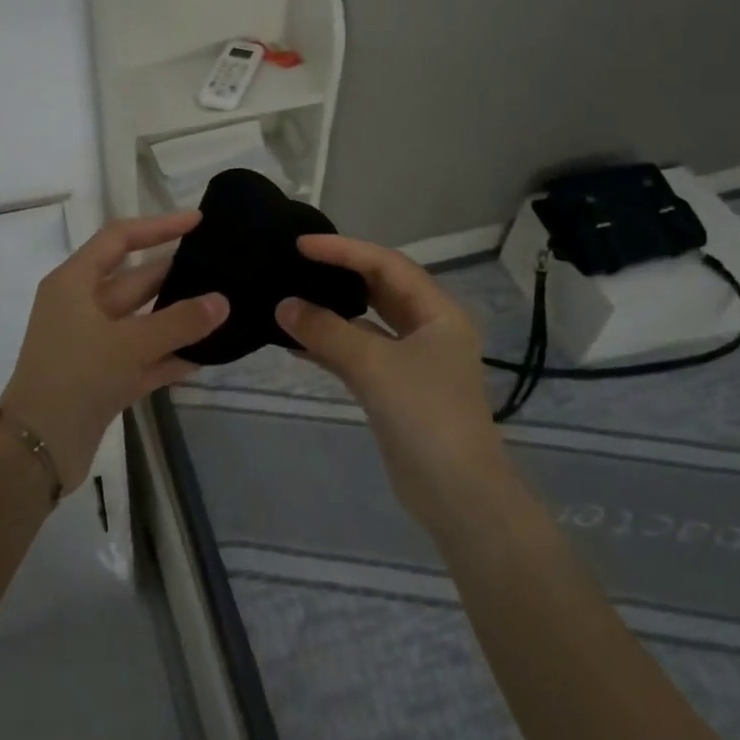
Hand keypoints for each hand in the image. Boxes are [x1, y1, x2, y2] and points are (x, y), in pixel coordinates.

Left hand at [0, 210, 228, 490]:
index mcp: (74, 282)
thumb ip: (179, 321)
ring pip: (142, 320)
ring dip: (177, 317)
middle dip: (175, 273)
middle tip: (221, 267)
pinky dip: (169, 355)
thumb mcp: (130, 343)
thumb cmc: (76, 376)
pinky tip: (206, 355)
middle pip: (134, 279)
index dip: (158, 226)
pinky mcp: (102, 377)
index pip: (119, 238)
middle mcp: (81, 306)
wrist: (37, 448)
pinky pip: (143, 357)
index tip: (198, 222)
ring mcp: (92, 343)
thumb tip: (222, 301)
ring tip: (222, 308)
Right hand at [276, 235, 503, 522]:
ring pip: (365, 324)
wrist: (457, 495)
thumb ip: (326, 331)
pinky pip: (357, 354)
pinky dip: (330, 346)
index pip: (386, 264)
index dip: (343, 250)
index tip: (301, 245)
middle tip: (295, 264)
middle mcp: (427, 329)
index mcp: (437, 312)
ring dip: (330, 313)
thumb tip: (282, 305)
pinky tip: (294, 344)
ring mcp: (412, 361)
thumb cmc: (426, 416)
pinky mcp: (395, 389)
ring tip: (288, 298)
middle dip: (338, 275)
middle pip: (378, 289)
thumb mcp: (374, 366)